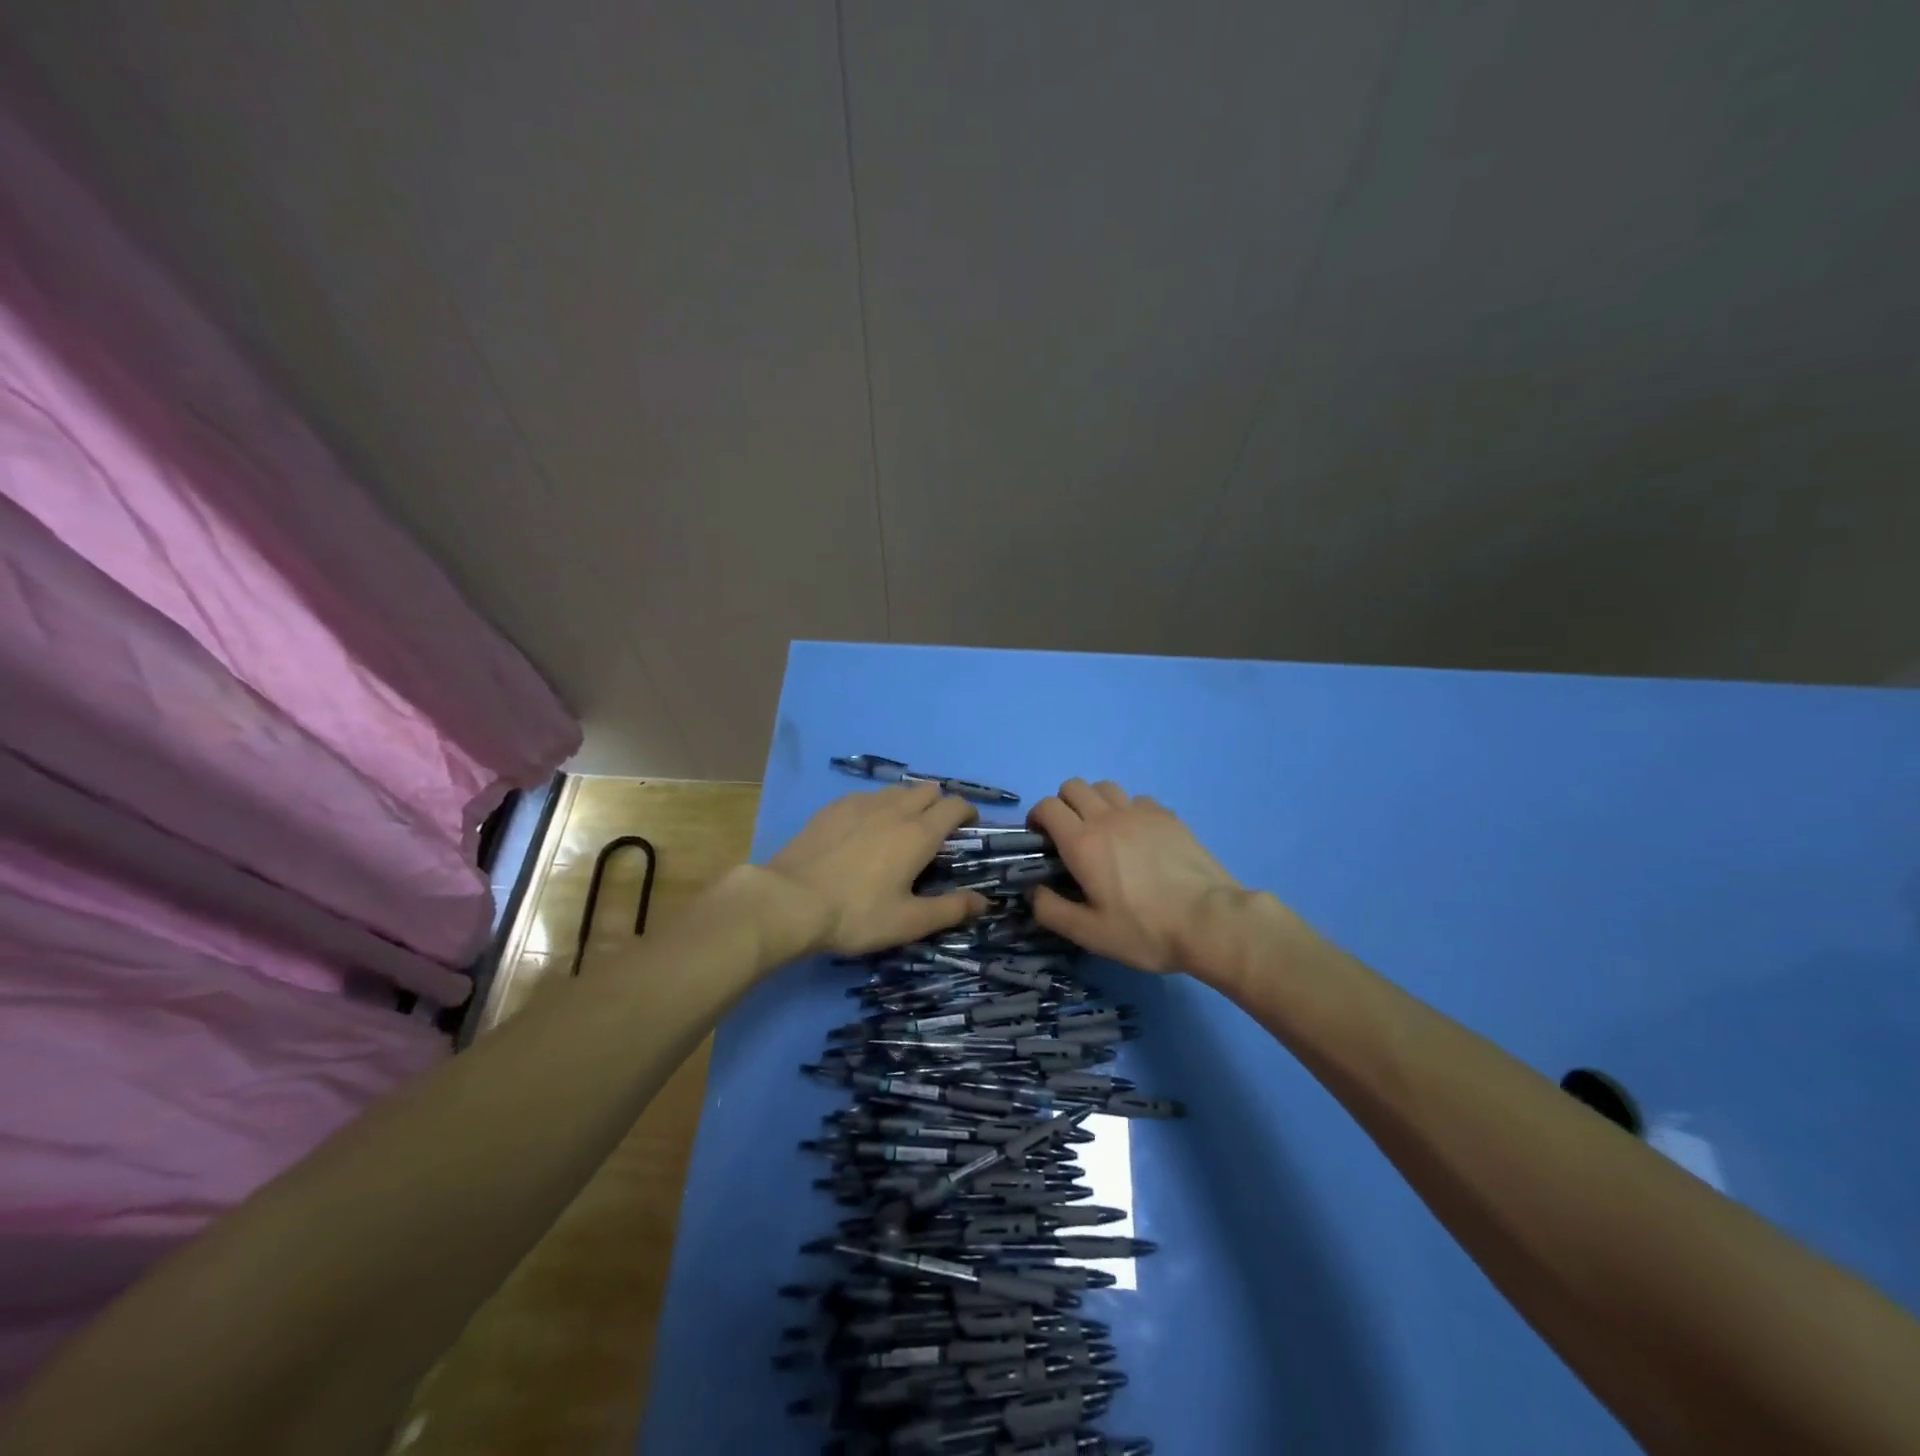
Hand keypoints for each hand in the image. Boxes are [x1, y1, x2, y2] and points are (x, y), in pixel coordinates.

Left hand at [767, 784, 989, 954]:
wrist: (790, 900)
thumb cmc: (856, 914)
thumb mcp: (907, 922)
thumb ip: (950, 909)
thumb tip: (985, 901)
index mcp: (918, 833)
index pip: (955, 805)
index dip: (968, 813)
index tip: (968, 829)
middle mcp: (894, 809)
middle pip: (928, 790)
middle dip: (939, 804)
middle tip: (934, 834)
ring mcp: (860, 803)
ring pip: (896, 790)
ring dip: (908, 803)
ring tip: (899, 831)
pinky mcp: (832, 807)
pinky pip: (866, 796)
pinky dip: (876, 807)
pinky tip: (863, 831)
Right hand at [1028, 778, 1242, 972]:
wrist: (1210, 921)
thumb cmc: (1145, 930)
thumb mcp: (1089, 934)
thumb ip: (1051, 910)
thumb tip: (1032, 890)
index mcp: (1083, 842)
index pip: (1048, 806)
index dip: (1037, 817)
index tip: (1041, 839)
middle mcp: (1108, 817)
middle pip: (1074, 786)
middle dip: (1063, 804)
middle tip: (1069, 835)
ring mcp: (1141, 812)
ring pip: (1105, 786)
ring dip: (1094, 801)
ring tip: (1102, 830)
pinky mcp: (1168, 816)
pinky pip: (1137, 799)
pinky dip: (1127, 810)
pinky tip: (1137, 836)